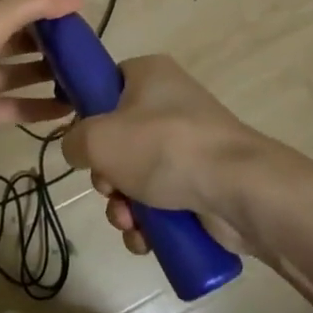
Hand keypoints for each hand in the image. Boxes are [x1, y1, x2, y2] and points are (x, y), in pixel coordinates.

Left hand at [0, 0, 82, 159]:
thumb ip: (37, 5)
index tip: (74, 5)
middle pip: (19, 34)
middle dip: (50, 38)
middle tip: (86, 44)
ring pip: (21, 71)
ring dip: (49, 72)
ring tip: (85, 76)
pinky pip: (17, 106)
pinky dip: (41, 107)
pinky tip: (70, 109)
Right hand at [61, 54, 262, 255]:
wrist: (237, 188)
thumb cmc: (163, 147)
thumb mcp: (99, 137)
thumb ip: (75, 141)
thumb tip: (80, 151)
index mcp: (149, 74)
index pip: (108, 83)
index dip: (89, 113)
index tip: (83, 142)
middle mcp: (171, 103)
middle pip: (119, 139)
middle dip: (107, 175)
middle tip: (109, 188)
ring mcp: (189, 144)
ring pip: (138, 176)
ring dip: (123, 205)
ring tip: (128, 221)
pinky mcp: (203, 182)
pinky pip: (162, 201)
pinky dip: (149, 223)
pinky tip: (145, 239)